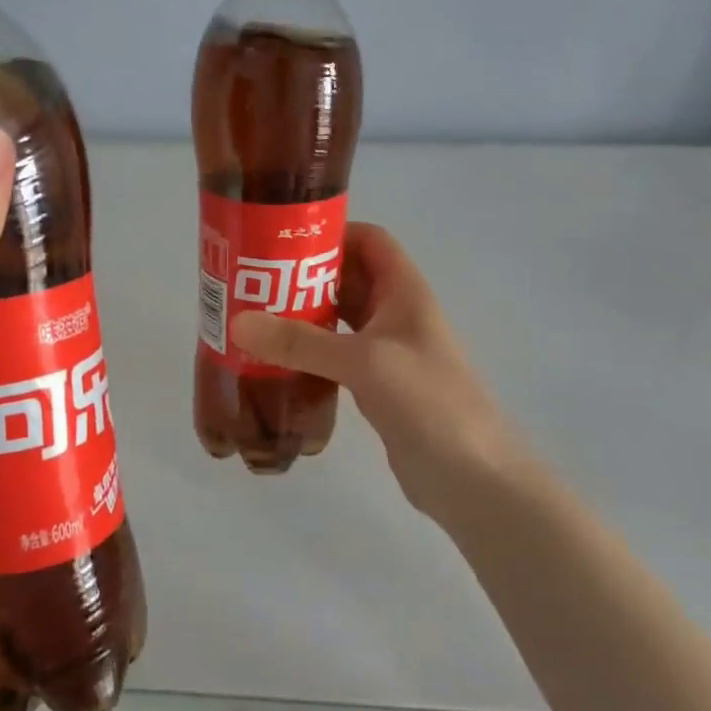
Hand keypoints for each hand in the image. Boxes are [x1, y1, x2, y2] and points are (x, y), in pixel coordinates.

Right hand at [230, 222, 536, 522]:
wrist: (471, 477)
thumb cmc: (429, 402)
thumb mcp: (364, 362)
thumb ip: (301, 342)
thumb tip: (239, 323)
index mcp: (404, 292)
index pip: (369, 240)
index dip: (331, 233)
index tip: (280, 241)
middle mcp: (395, 314)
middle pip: (345, 278)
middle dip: (301, 276)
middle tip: (250, 281)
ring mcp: (385, 352)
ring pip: (336, 319)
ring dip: (299, 316)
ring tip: (252, 318)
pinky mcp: (374, 386)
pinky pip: (333, 356)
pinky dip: (305, 353)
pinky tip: (273, 362)